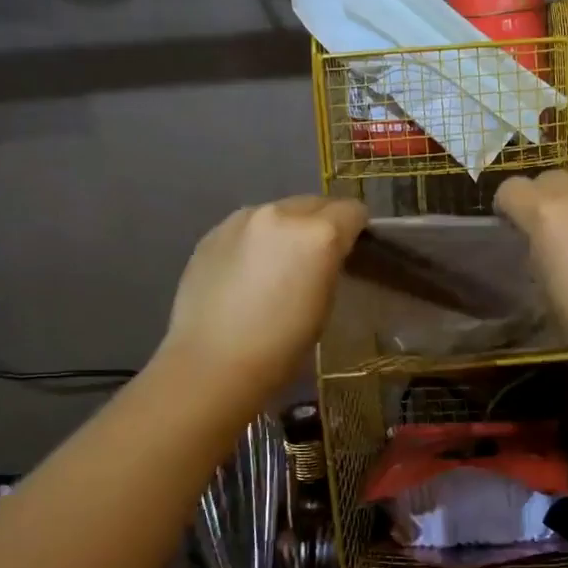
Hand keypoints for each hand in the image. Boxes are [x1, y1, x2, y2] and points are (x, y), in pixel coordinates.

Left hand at [159, 195, 368, 394]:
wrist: (211, 364)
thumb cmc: (281, 347)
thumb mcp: (324, 304)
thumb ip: (328, 264)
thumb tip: (324, 254)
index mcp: (318, 234)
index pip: (352, 210)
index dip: (356, 229)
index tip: (350, 250)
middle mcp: (281, 214)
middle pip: (315, 203)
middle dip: (321, 223)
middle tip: (314, 258)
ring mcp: (242, 219)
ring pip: (278, 211)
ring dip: (285, 229)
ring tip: (274, 265)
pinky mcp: (213, 232)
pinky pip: (247, 226)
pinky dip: (254, 240)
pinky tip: (244, 273)